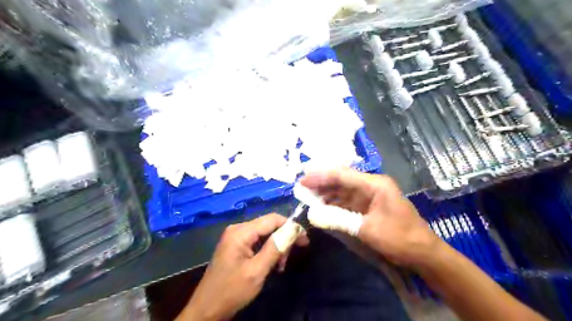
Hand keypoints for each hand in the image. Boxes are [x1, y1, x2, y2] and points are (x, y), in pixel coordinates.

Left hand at [180, 213, 310, 320]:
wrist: (206, 309)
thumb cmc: (231, 290)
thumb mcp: (257, 271)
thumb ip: (275, 248)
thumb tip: (294, 229)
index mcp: (241, 231)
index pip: (273, 219)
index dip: (291, 226)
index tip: (304, 240)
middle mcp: (238, 229)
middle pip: (269, 226)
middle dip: (283, 240)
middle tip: (288, 259)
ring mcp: (236, 237)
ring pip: (265, 234)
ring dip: (276, 247)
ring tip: (280, 266)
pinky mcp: (236, 245)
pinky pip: (257, 241)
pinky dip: (267, 251)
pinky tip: (271, 264)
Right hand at [304, 167, 440, 268]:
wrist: (423, 253)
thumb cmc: (399, 238)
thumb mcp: (367, 229)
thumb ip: (338, 219)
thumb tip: (312, 214)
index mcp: (375, 184)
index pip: (342, 175)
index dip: (321, 176)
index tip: (302, 179)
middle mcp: (372, 185)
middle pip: (342, 179)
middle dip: (321, 182)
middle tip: (301, 186)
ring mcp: (370, 195)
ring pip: (343, 189)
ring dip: (326, 193)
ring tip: (307, 195)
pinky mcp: (369, 205)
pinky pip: (348, 200)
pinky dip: (334, 203)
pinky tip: (322, 205)